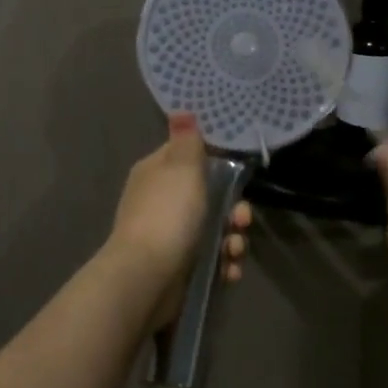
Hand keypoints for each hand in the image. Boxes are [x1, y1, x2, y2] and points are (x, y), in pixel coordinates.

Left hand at [107, 113, 251, 325]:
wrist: (146, 277)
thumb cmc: (168, 215)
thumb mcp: (182, 168)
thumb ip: (187, 141)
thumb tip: (181, 110)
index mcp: (157, 173)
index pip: (189, 158)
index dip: (217, 165)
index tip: (238, 176)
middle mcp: (160, 201)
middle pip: (209, 197)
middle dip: (233, 210)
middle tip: (241, 220)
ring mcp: (168, 236)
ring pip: (213, 230)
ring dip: (232, 240)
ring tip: (235, 251)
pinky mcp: (177, 266)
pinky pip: (209, 259)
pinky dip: (223, 264)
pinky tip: (229, 271)